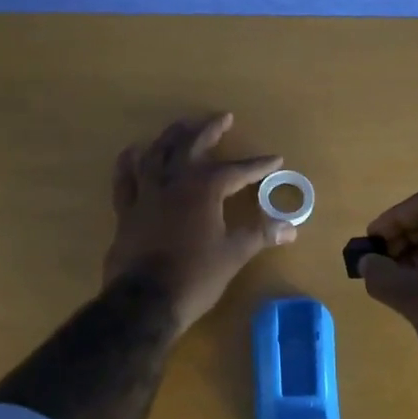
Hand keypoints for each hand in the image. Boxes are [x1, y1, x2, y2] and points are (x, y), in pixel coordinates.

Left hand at [103, 113, 295, 332]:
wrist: (145, 301)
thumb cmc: (196, 276)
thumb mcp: (234, 254)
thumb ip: (261, 235)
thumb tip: (291, 228)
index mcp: (204, 189)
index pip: (236, 171)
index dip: (257, 165)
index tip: (275, 159)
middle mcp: (174, 182)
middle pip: (191, 146)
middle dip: (209, 130)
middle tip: (223, 117)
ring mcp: (146, 194)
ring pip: (156, 154)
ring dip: (171, 137)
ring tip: (181, 125)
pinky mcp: (126, 211)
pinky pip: (125, 179)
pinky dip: (128, 163)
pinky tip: (132, 151)